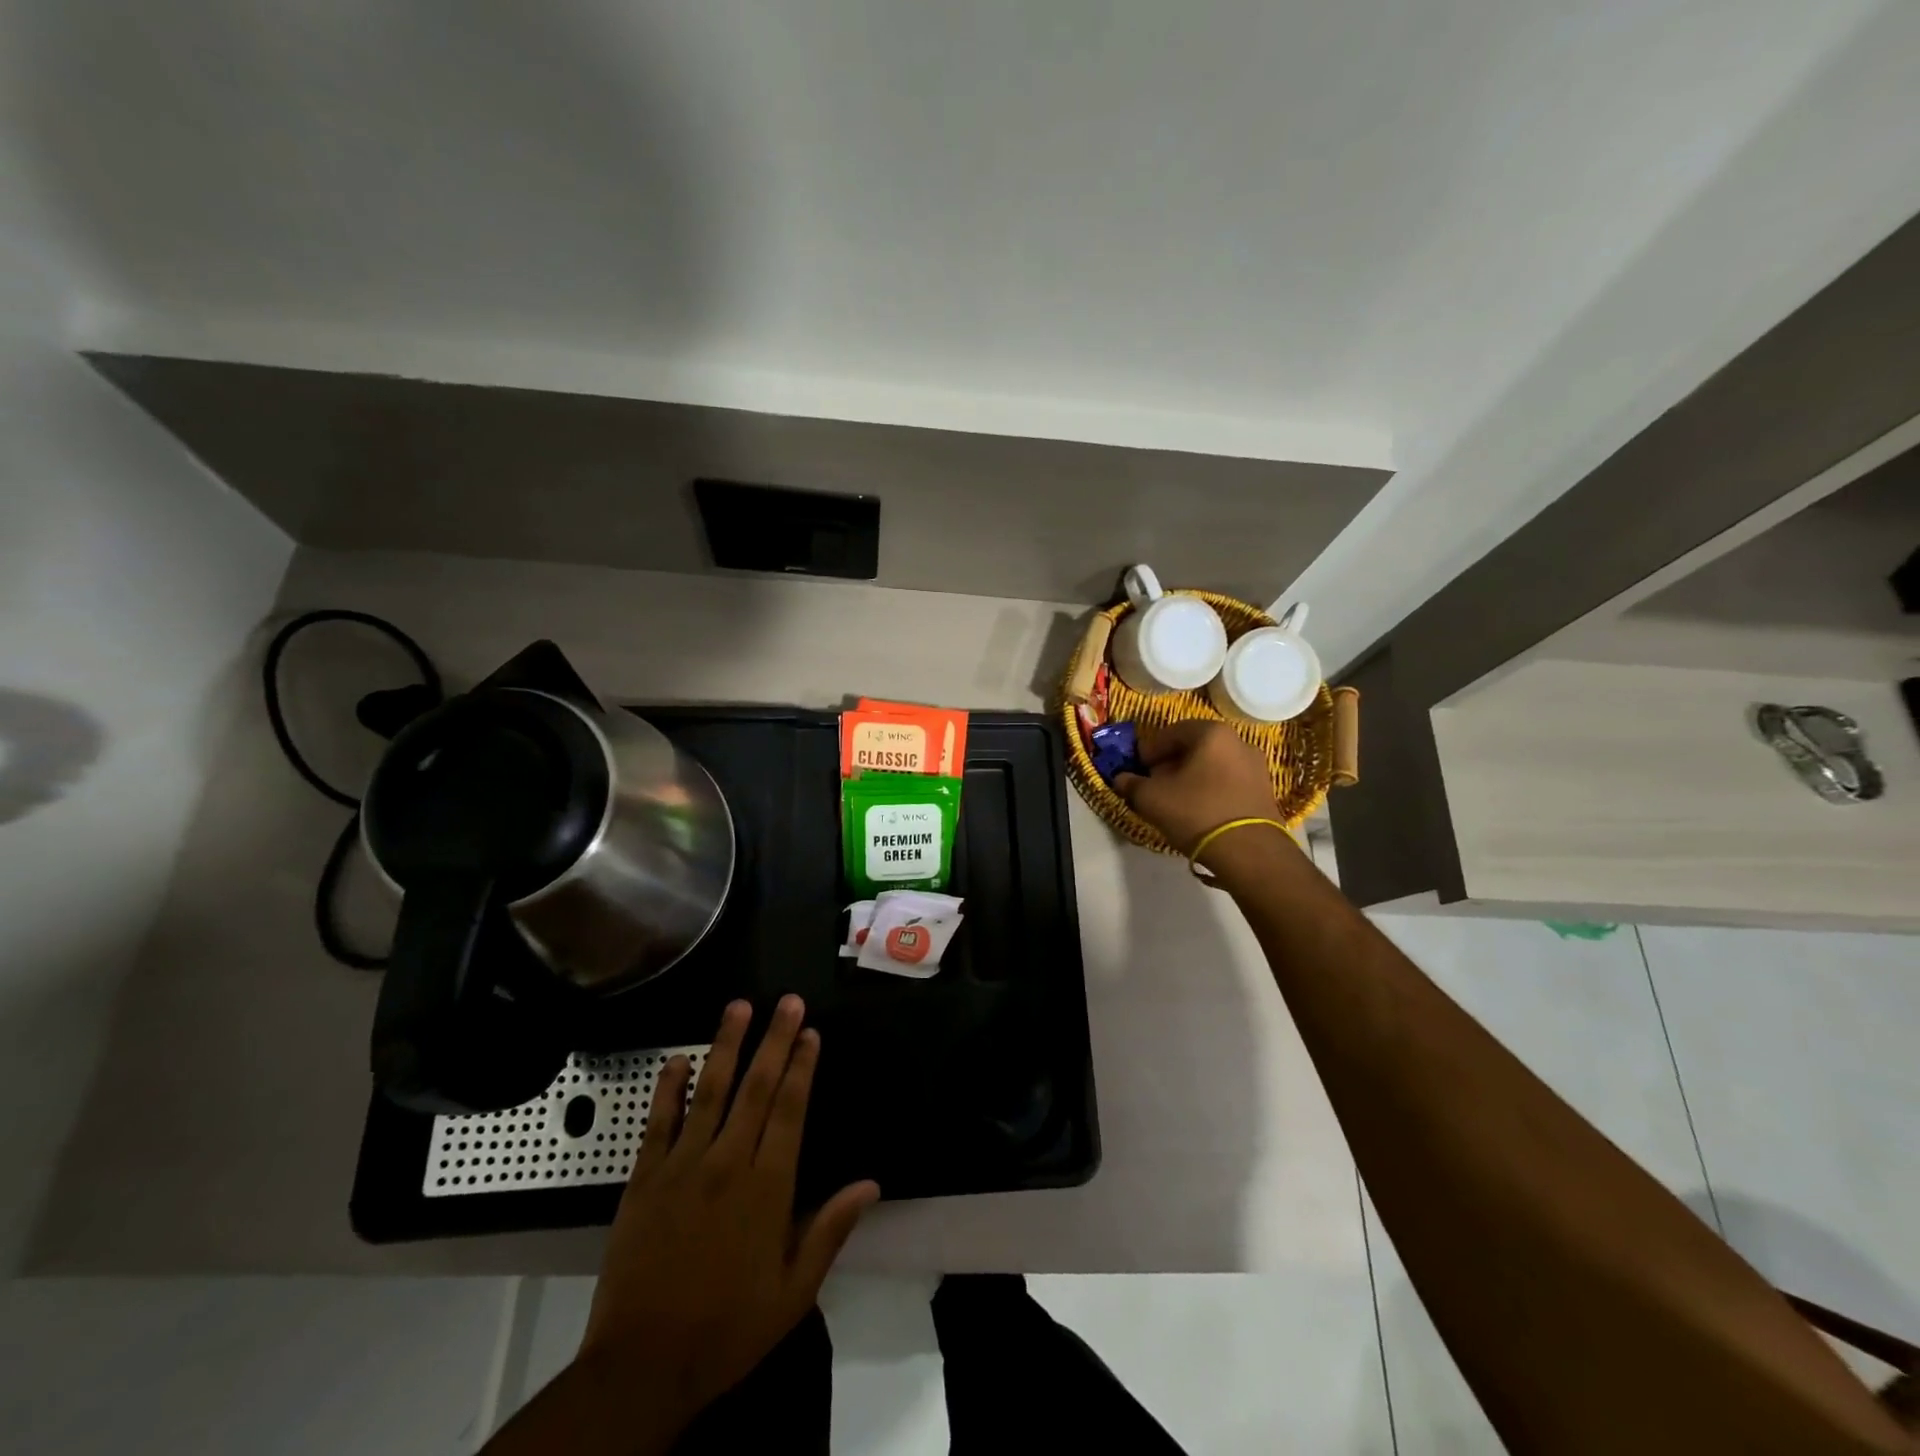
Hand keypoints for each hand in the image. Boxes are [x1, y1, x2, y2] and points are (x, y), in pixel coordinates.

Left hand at [577, 995, 879, 1428]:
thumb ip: (830, 1230)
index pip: (790, 1110)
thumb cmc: (727, 1329)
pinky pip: (658, 1123)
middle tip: (787, 1001)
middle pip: (757, 1088)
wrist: (642, 1367)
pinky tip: (677, 1060)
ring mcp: (683, 1166)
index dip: (803, 1067)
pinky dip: (668, 1089)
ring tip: (738, 1007)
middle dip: (775, 1040)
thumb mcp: (793, 1292)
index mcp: (768, 1187)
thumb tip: (870, 1184)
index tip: (811, 1032)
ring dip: (725, 1046)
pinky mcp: (644, 1179)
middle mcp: (728, 1163)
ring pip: (709, 1091)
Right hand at [1115, 720, 1282, 855]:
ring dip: (1191, 777)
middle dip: (1170, 763)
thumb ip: (1131, 784)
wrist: (1249, 851)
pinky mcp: (1265, 791)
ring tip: (1175, 800)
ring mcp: (1257, 766)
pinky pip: (1228, 782)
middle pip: (1194, 747)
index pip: (1171, 732)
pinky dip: (1211, 789)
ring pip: (1212, 765)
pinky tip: (1199, 811)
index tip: (1138, 769)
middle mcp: (1239, 742)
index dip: (1149, 750)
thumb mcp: (1150, 798)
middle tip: (1154, 783)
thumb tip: (1121, 779)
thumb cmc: (1196, 812)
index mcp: (1211, 733)